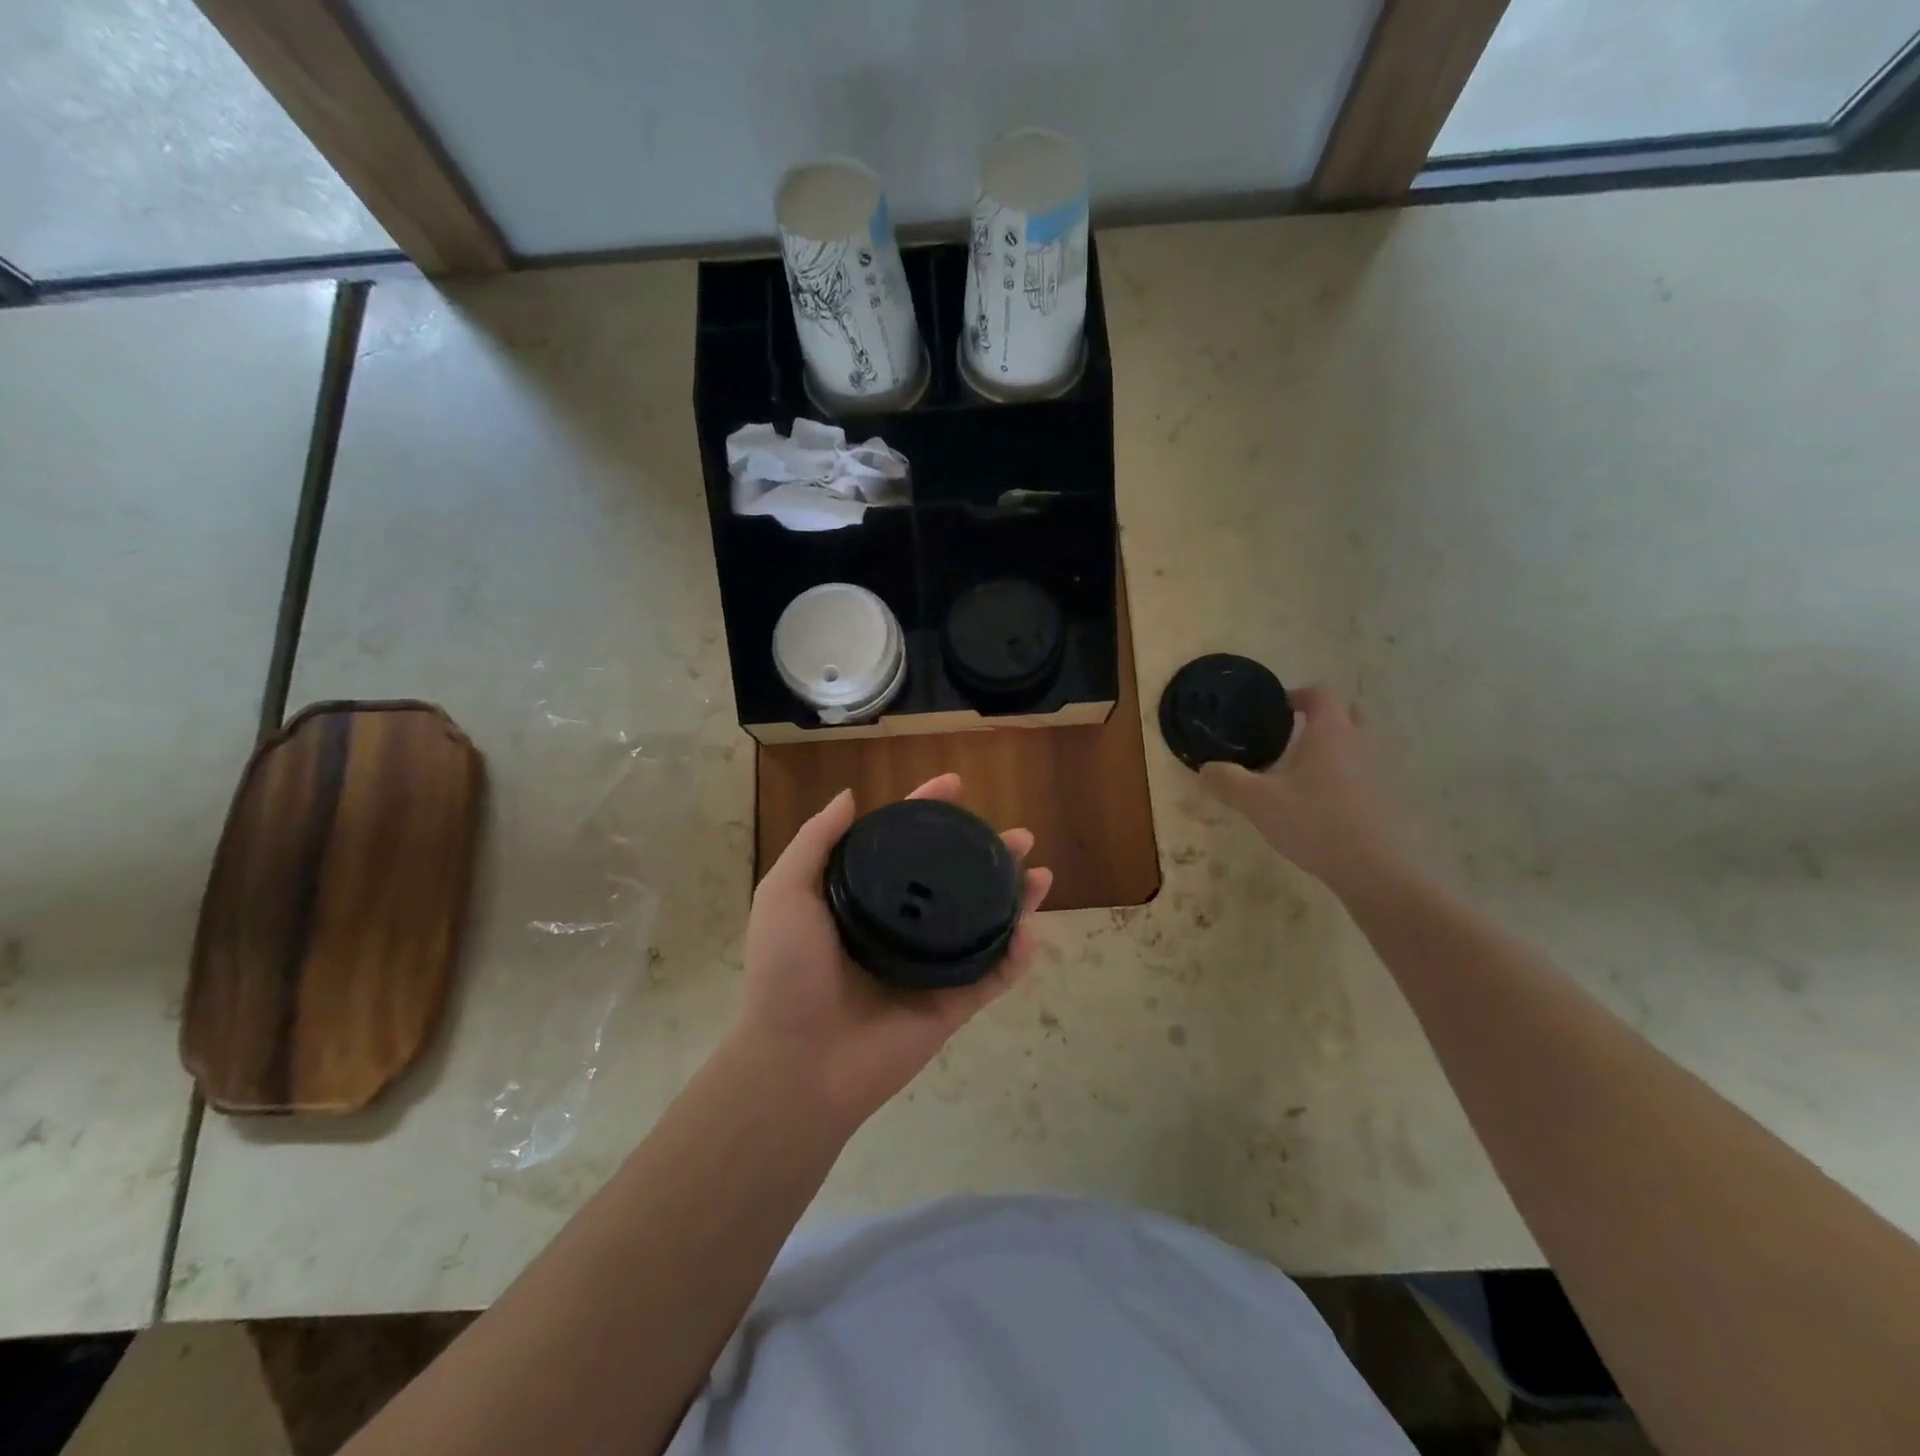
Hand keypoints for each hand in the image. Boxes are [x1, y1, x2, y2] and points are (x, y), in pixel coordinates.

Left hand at [732, 774, 1052, 1132]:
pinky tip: (1030, 931)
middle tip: (1019, 837)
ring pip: (983, 924)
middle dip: (989, 855)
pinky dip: (1017, 956)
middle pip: (954, 880)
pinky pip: (993, 976)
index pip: (904, 846)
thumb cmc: (787, 971)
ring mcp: (930, 966)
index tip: (956, 784)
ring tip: (1041, 874)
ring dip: (1016, 899)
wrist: (798, 1060)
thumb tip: (851, 796)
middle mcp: (901, 926)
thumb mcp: (787, 892)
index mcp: (865, 900)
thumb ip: (817, 841)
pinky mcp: (951, 1004)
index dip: (929, 811)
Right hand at [1199, 685, 1404, 901]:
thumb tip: (1206, 769)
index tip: (1276, 708)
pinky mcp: (1382, 799)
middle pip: (1347, 714)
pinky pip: (1361, 772)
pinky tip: (1318, 799)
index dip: (1298, 694)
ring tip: (1301, 769)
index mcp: (1330, 732)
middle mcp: (1358, 743)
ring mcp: (1376, 772)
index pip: (1322, 693)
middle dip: (1321, 718)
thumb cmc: (1312, 820)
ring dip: (1333, 747)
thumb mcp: (1257, 801)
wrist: (1369, 867)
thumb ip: (1228, 781)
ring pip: (1357, 744)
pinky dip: (1342, 774)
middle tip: (1291, 734)